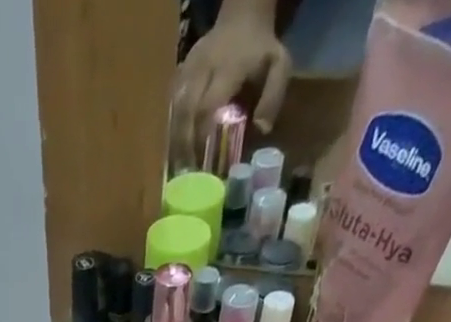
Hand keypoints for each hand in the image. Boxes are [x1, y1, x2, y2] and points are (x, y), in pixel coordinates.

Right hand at [172, 4, 292, 164]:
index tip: (203, 163)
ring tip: (178, 167)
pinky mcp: (178, 75)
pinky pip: (171, 108)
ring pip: (174, 111)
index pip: (208, 107)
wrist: (242, 18)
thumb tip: (261, 130)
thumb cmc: (261, 50)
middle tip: (187, 173)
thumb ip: (273, 96)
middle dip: (184, 145)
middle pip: (185, 112)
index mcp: (227, 67)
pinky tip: (176, 149)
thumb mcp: (279, 65)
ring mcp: (187, 70)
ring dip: (175, 141)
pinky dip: (172, 130)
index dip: (202, 137)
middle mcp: (202, 68)